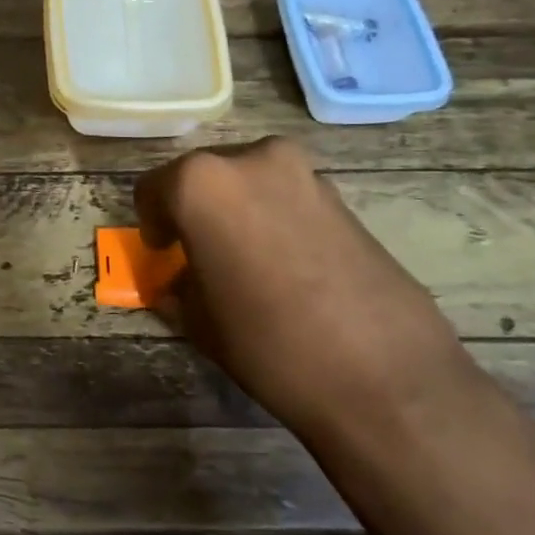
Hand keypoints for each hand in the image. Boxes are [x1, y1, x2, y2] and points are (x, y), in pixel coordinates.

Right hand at [135, 139, 508, 468]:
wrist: (383, 374)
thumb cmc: (266, 342)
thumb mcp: (198, 320)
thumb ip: (179, 285)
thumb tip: (180, 278)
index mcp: (201, 183)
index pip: (153, 189)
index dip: (152, 223)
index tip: (162, 252)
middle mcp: (252, 161)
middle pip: (204, 177)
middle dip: (195, 211)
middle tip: (200, 255)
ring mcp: (304, 173)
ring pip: (249, 183)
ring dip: (238, 213)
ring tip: (246, 264)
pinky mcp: (344, 196)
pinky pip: (288, 198)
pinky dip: (276, 220)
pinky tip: (287, 268)